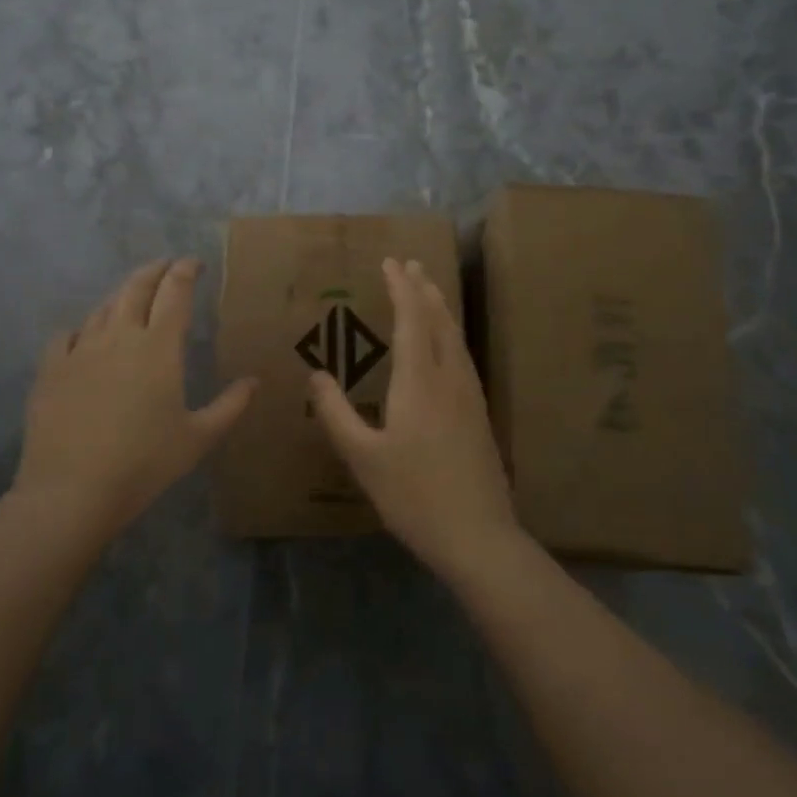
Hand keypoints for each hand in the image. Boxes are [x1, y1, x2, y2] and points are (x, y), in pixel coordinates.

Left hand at [16, 258, 255, 544]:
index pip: (175, 292)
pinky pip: (67, 334)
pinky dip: (82, 328)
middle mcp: (119, 336)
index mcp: (159, 347)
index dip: (185, 271)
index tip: (194, 262)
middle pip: (136, 287)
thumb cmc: (145, 463)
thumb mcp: (199, 437)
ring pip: (103, 307)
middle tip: (167, 266)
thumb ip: (230, 405)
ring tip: (132, 297)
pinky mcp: (51, 368)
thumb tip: (254, 381)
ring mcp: (80, 349)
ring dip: (122, 295)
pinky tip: (85, 337)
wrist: (72, 491)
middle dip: (155, 270)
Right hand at [309, 258, 521, 576]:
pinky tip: (446, 346)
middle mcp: (449, 378)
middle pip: (439, 321)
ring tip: (429, 291)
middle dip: (424, 289)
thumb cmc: (413, 496)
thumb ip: (336, 413)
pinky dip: (450, 334)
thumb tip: (316, 374)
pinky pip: (463, 356)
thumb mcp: (363, 457)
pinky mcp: (480, 414)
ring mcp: (470, 396)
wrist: (478, 535)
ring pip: (456, 337)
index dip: (400, 288)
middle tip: (412, 263)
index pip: (411, 319)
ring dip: (441, 308)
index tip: (391, 261)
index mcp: (419, 382)